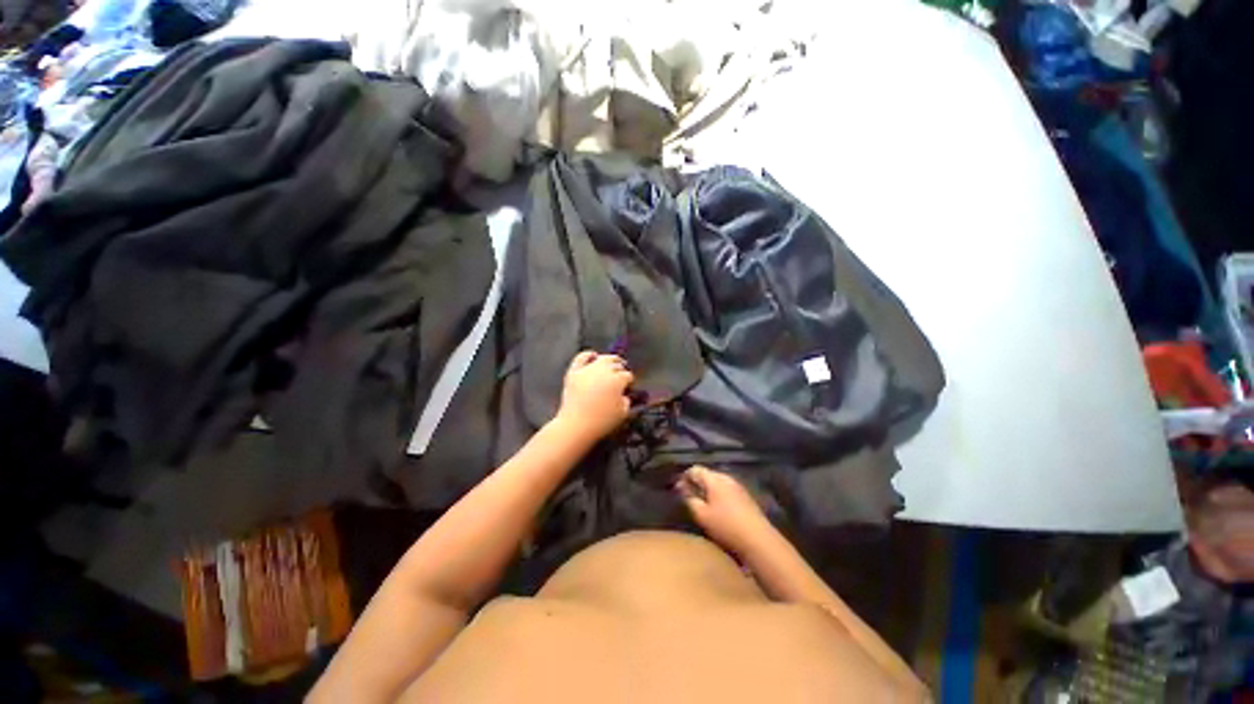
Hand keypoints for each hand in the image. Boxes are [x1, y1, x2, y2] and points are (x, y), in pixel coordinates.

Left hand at [554, 350, 634, 443]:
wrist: (576, 425)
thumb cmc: (602, 421)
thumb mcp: (623, 413)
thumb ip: (627, 400)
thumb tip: (624, 394)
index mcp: (618, 380)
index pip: (627, 375)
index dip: (629, 381)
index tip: (628, 387)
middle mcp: (604, 370)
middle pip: (616, 364)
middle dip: (621, 368)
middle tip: (621, 373)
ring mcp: (588, 369)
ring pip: (602, 358)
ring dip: (609, 360)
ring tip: (612, 363)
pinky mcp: (574, 371)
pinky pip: (582, 357)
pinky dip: (588, 355)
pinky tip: (593, 356)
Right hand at [675, 466, 771, 554]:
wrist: (758, 539)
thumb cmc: (726, 526)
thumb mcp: (702, 515)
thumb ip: (689, 499)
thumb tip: (681, 488)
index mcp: (714, 478)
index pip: (694, 469)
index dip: (684, 477)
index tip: (678, 489)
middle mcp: (726, 477)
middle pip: (707, 474)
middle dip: (696, 483)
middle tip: (688, 497)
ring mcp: (737, 486)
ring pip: (717, 482)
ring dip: (708, 490)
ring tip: (702, 504)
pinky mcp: (745, 496)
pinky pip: (726, 490)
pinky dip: (718, 495)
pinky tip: (718, 509)